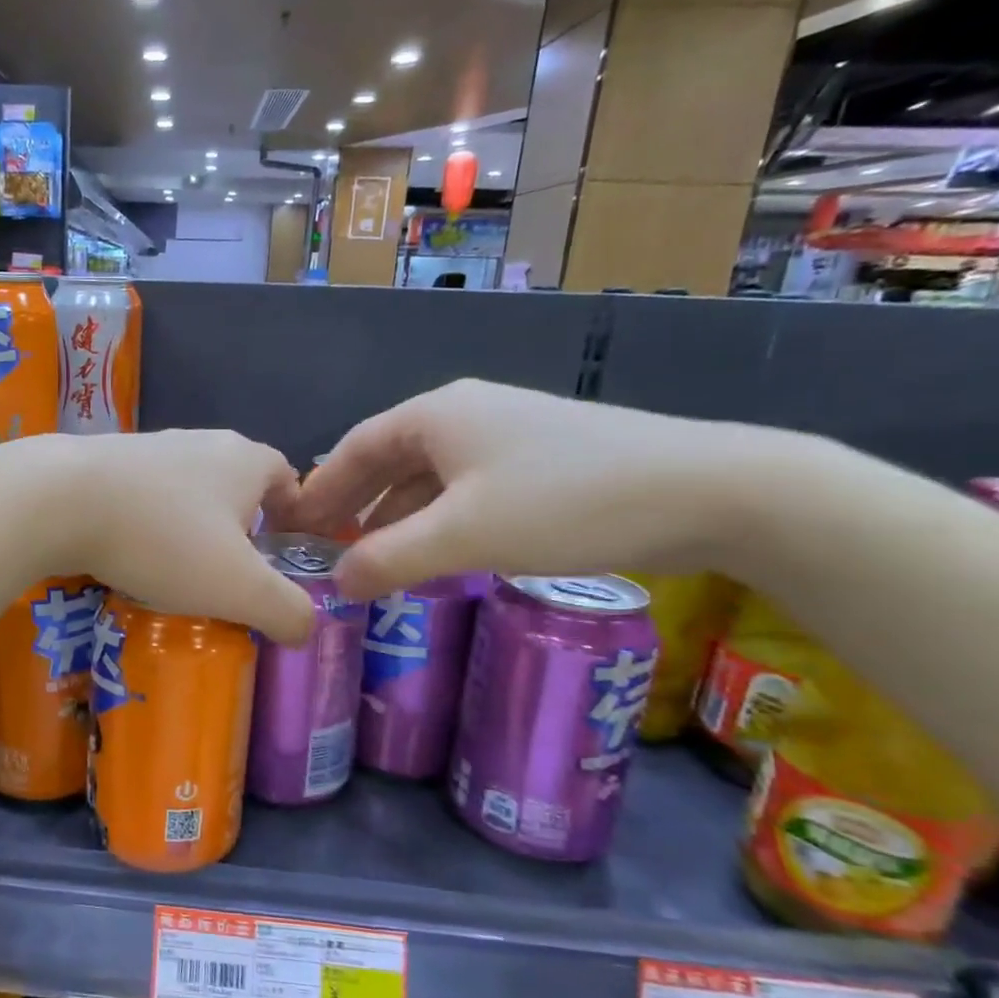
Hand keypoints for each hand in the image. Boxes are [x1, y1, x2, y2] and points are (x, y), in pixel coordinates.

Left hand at [0, 431, 313, 644]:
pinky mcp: (105, 460)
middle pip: (236, 485)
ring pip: (186, 491)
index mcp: (245, 460)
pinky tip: (131, 555)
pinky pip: (143, 496)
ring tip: (179, 572)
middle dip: (239, 528)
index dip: (294, 516)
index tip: (284, 556)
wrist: (59, 498)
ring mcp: (149, 447)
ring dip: (190, 527)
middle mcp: (201, 442)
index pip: (287, 478)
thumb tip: (306, 626)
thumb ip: (286, 610)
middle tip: (232, 574)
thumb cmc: (164, 538)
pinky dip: (148, 524)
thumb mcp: (240, 588)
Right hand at [291, 379, 775, 600]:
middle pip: (387, 459)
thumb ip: (388, 560)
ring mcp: (505, 433)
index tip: (291, 527)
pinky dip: (436, 517)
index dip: (318, 489)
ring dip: (395, 515)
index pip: (353, 448)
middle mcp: (463, 413)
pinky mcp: (540, 458)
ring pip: (427, 476)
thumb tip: (334, 584)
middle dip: (353, 503)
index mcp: (435, 415)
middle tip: (324, 547)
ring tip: (372, 557)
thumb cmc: (565, 501)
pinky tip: (435, 550)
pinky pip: (464, 486)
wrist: (707, 488)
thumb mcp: (463, 536)